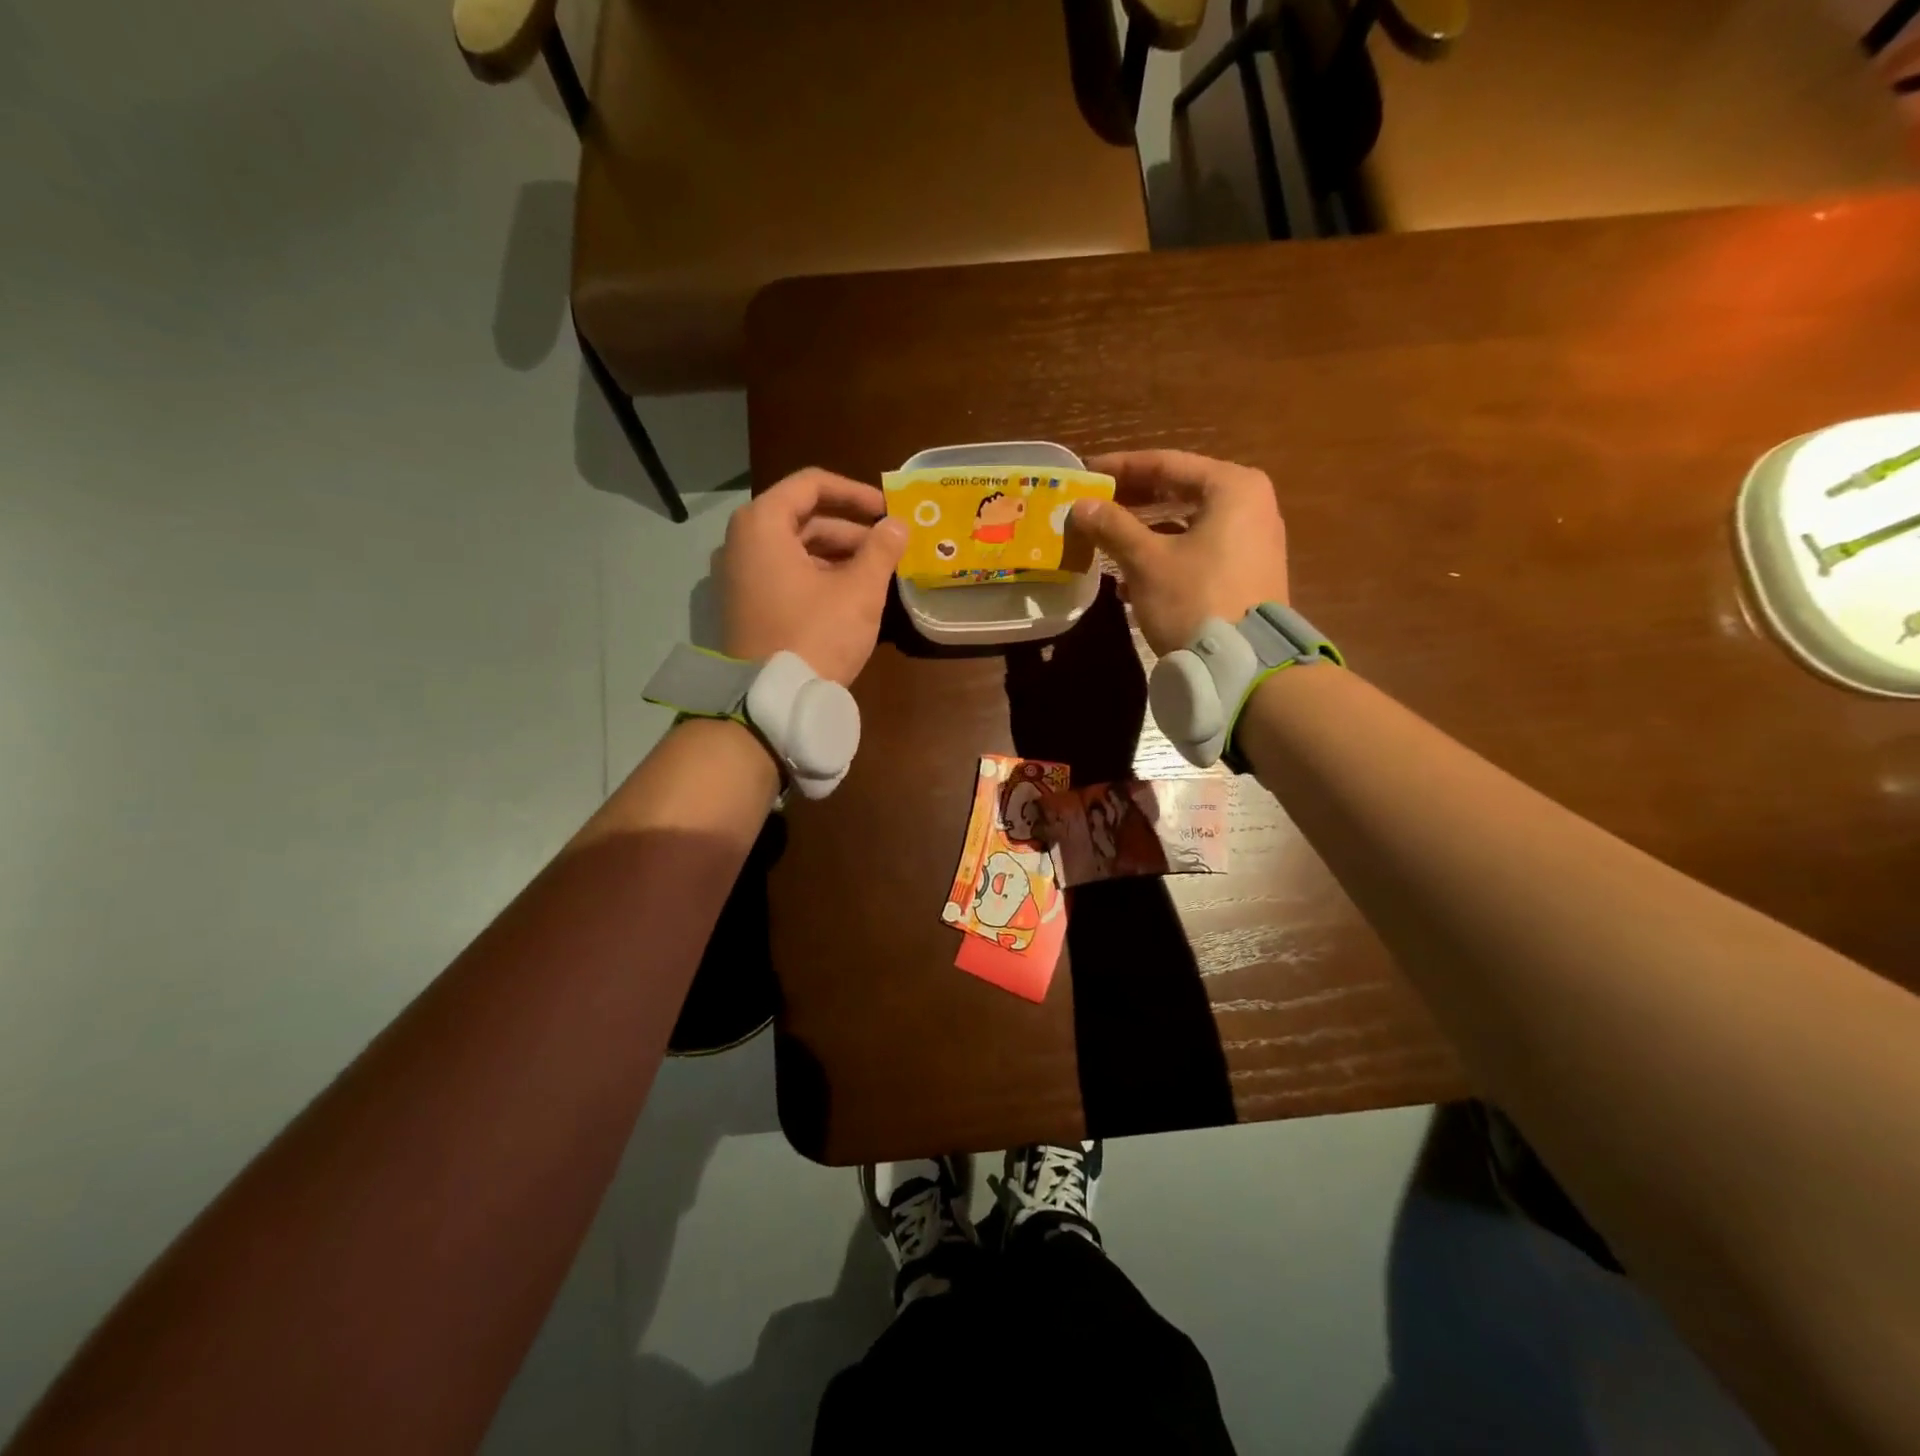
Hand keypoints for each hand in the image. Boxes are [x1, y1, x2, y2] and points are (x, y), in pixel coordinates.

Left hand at [718, 468, 908, 684]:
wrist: (769, 700)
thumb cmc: (815, 635)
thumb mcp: (858, 591)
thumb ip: (881, 550)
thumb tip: (898, 524)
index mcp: (762, 524)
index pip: (811, 485)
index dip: (855, 492)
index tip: (887, 510)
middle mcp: (742, 542)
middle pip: (802, 518)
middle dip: (849, 530)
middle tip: (888, 547)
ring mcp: (738, 575)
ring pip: (795, 549)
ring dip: (837, 555)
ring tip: (875, 574)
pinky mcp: (745, 604)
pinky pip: (784, 574)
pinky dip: (817, 576)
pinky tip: (849, 595)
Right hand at [1070, 451, 1289, 655]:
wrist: (1244, 666)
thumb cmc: (1195, 600)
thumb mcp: (1146, 561)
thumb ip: (1112, 526)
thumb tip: (1080, 506)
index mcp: (1232, 487)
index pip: (1166, 463)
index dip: (1121, 468)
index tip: (1086, 472)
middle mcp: (1251, 504)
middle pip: (1180, 490)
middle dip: (1133, 500)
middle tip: (1094, 504)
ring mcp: (1254, 540)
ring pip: (1187, 523)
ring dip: (1145, 531)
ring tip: (1105, 541)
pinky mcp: (1249, 572)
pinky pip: (1199, 549)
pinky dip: (1166, 555)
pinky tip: (1129, 579)